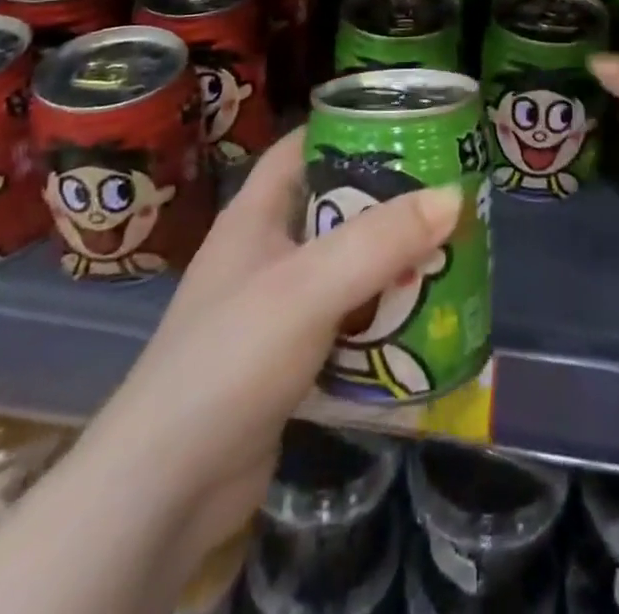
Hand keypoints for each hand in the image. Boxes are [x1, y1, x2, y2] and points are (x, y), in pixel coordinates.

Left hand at [106, 130, 460, 573]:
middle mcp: (265, 252)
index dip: (349, 129)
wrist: (164, 492)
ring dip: (392, 264)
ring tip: (450, 253)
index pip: (302, 147)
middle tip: (448, 196)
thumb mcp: (308, 287)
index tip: (408, 126)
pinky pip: (346, 322)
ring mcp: (274, 309)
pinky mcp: (289, 360)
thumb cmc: (230, 358)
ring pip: (345, 268)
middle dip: (389, 202)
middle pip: (334, 208)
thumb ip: (380, 239)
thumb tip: (454, 195)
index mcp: (256, 215)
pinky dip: (381, 319)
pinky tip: (424, 321)